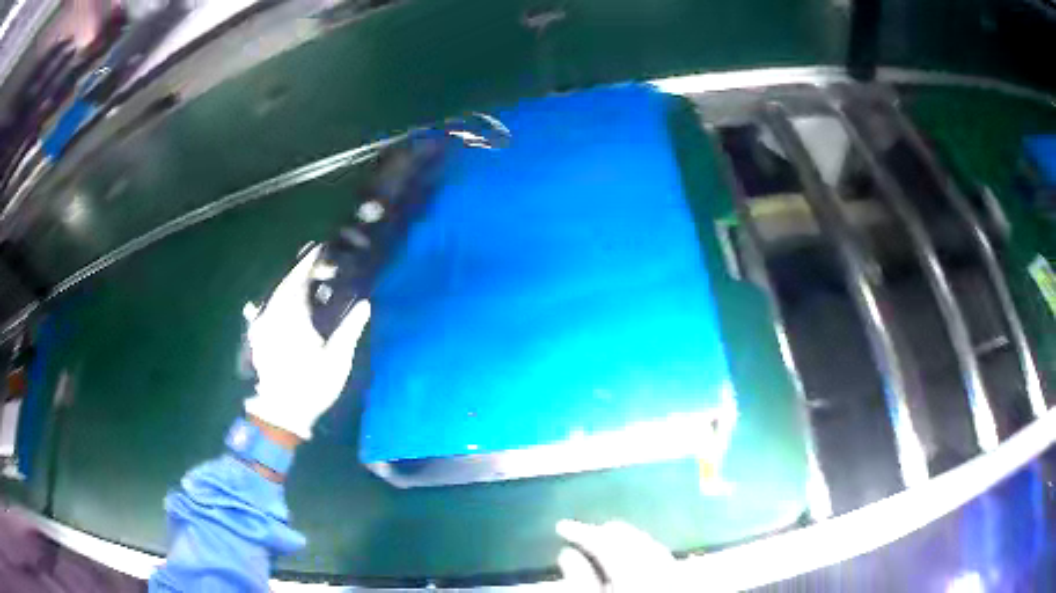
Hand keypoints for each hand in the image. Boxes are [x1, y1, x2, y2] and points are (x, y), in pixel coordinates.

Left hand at [244, 246, 370, 439]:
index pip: (301, 277)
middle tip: (317, 262)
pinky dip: (275, 302)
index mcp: (293, 315)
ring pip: (275, 295)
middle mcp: (274, 313)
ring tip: (303, 281)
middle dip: (301, 269)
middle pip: (286, 282)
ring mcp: (263, 325)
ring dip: (289, 284)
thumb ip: (350, 328)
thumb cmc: (312, 385)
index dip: (311, 261)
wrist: (282, 411)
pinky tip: (276, 304)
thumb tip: (365, 304)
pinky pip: (265, 309)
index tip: (322, 248)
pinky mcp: (258, 337)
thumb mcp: (337, 359)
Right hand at [556, 520, 679, 591]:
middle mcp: (659, 565)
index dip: (581, 531)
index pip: (605, 540)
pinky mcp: (680, 578)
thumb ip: (579, 579)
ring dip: (627, 539)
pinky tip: (636, 554)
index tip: (561, 525)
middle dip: (606, 533)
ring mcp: (674, 570)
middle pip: (631, 538)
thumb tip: (566, 553)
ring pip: (650, 544)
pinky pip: (663, 555)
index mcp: (634, 570)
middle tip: (582, 533)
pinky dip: (646, 548)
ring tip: (606, 540)